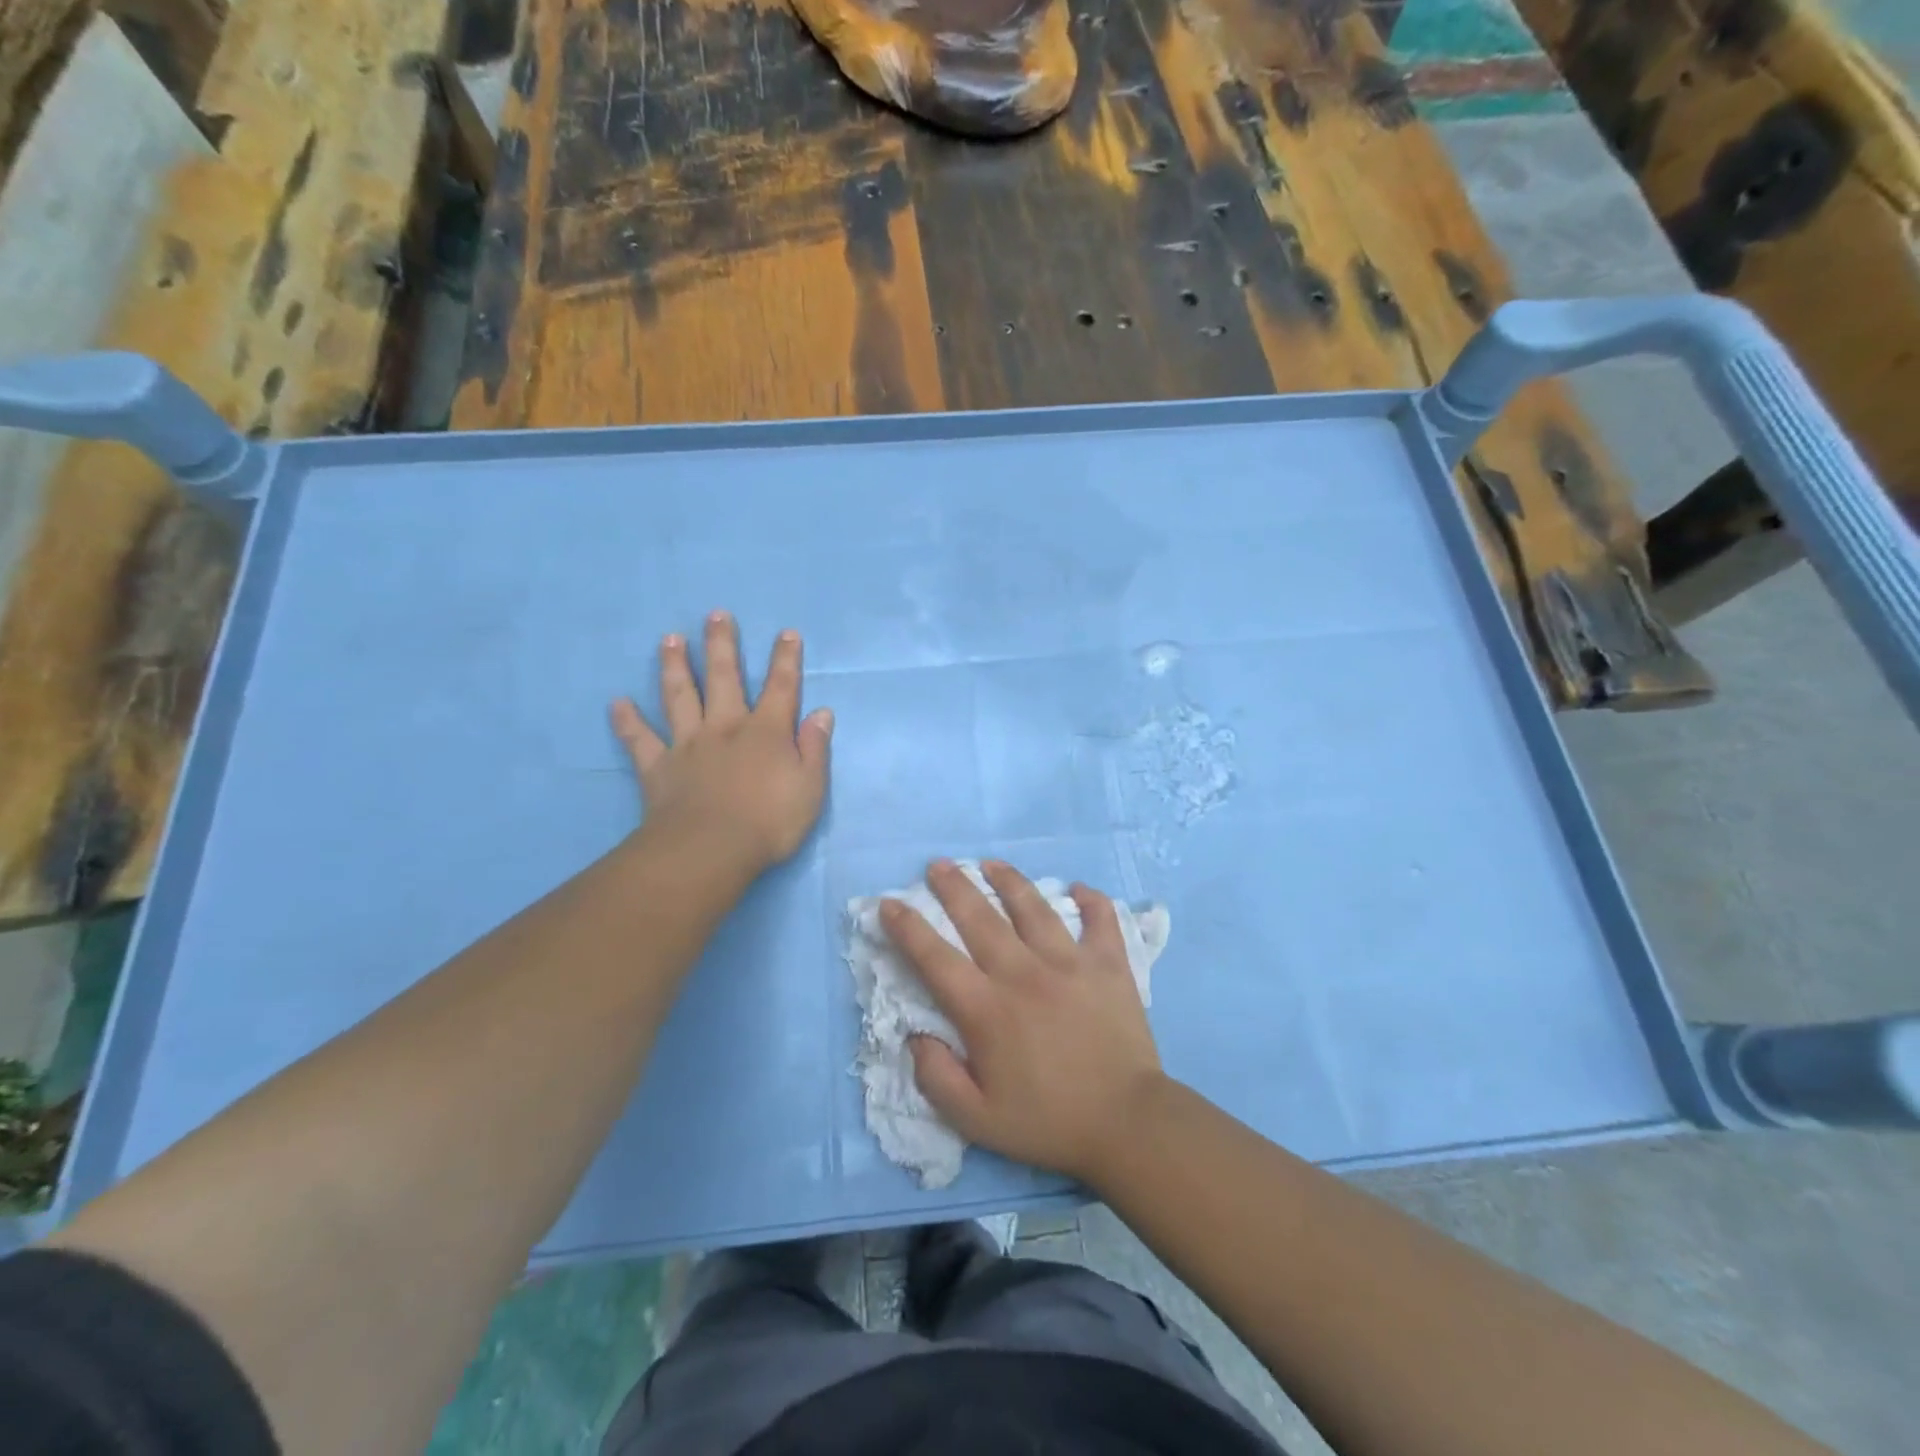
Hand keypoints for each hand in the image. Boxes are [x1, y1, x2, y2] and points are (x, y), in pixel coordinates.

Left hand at [610, 610, 832, 873]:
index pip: (781, 688)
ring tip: (669, 640)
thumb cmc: (769, 822)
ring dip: (675, 667)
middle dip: (722, 645)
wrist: (711, 850)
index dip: (786, 659)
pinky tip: (617, 703)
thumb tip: (822, 713)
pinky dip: (627, 722)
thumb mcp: (810, 788)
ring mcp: (688, 745)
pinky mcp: (659, 767)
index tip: (786, 633)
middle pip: (724, 678)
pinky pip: (640, 740)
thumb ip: (815, 748)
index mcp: (766, 733)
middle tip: (716, 615)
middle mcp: (726, 728)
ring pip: (680, 697)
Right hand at [882, 859, 1164, 1186]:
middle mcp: (1023, 974)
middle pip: (981, 918)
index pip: (935, 958)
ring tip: (992, 863)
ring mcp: (1070, 963)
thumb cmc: (1048, 1122)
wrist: (1127, 1124)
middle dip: (954, 887)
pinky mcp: (1109, 965)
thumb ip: (937, 1078)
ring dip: (1009, 881)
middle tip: (939, 865)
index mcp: (987, 1010)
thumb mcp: (977, 1120)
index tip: (890, 904)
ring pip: (1033, 908)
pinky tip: (1079, 888)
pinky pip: (1100, 920)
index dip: (908, 928)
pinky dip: (1091, 900)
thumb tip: (916, 1036)